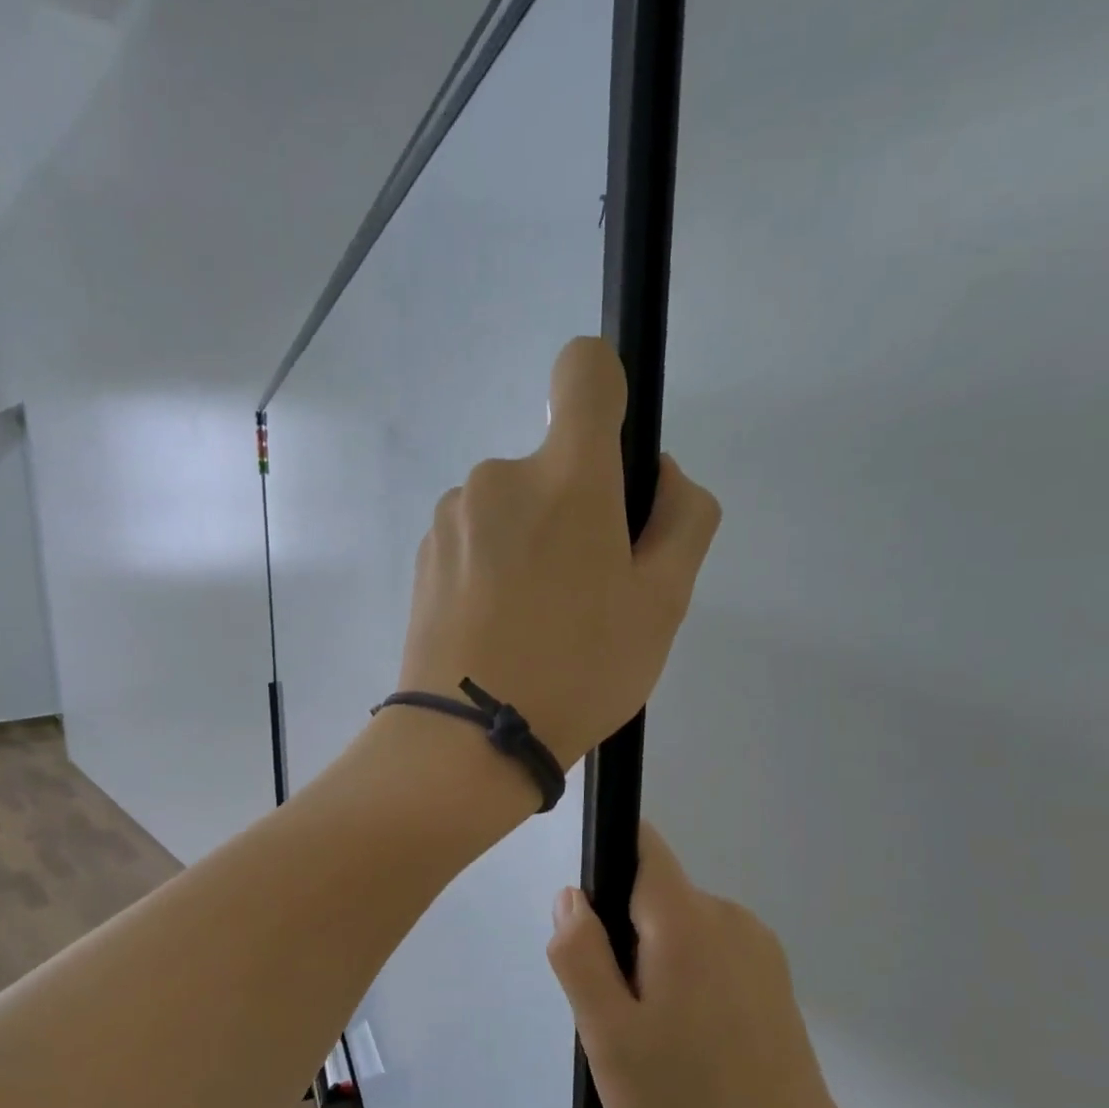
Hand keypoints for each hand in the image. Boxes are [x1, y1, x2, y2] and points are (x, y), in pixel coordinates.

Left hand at [395, 337, 720, 770]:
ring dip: (533, 543)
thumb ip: (684, 519)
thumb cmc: (578, 672)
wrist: (467, 738)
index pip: (584, 369)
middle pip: (554, 464)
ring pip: (513, 508)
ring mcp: (452, 515)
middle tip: (588, 594)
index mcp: (566, 476)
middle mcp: (499, 476)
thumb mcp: (664, 604)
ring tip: (539, 623)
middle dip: (578, 511)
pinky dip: (494, 567)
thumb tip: (659, 476)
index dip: (607, 393)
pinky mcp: (424, 554)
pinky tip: (499, 628)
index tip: (614, 464)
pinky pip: (476, 539)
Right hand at [547, 824, 854, 1107]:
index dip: (604, 863)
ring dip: (652, 959)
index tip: (588, 924)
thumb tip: (571, 896)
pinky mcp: (771, 975)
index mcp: (687, 920)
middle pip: (653, 892)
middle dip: (621, 934)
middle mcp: (727, 915)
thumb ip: (581, 957)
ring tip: (653, 1034)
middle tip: (617, 1011)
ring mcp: (756, 945)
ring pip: (678, 924)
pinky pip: (707, 948)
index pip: (641, 846)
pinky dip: (684, 975)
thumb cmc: (687, 1106)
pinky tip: (689, 1040)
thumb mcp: (609, 1037)